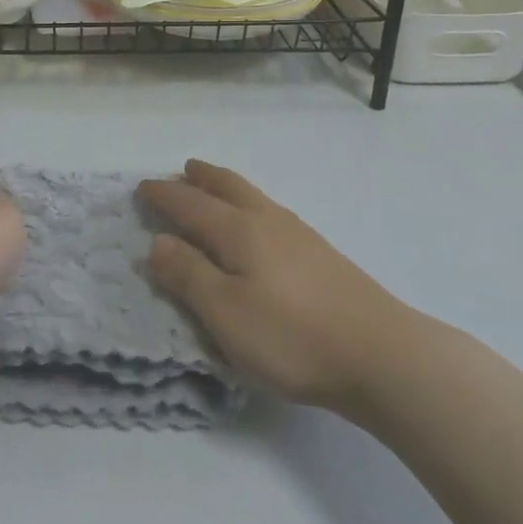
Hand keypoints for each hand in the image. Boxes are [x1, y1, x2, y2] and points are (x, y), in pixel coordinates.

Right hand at [141, 160, 398, 410]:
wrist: (380, 352)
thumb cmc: (291, 336)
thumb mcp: (225, 313)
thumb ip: (188, 275)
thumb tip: (157, 241)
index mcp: (238, 231)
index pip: (191, 204)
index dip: (165, 196)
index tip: (143, 187)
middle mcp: (267, 220)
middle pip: (227, 187)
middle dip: (200, 178)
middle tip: (182, 170)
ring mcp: (298, 234)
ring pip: (253, 196)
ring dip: (226, 187)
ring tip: (214, 188)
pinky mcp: (320, 253)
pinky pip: (270, 212)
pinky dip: (250, 204)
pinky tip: (258, 226)